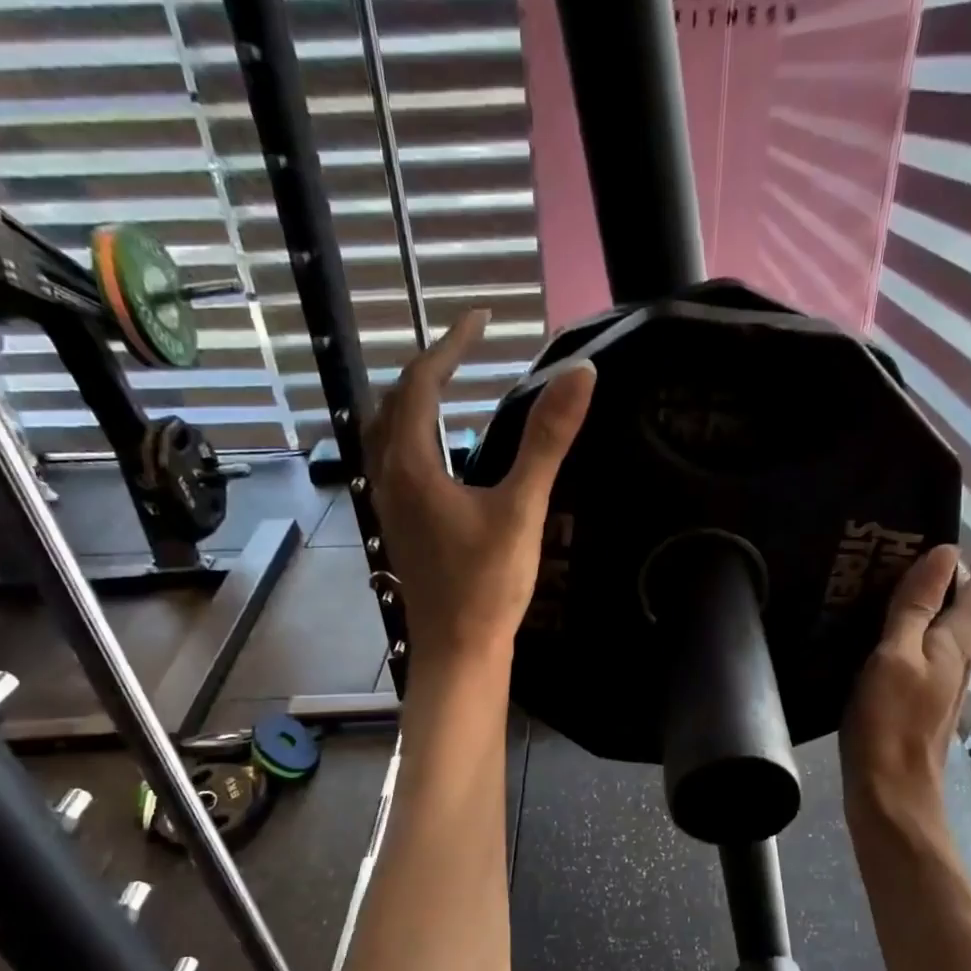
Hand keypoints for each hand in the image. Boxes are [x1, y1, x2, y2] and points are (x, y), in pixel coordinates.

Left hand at [363, 311, 595, 675]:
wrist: (459, 650)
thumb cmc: (487, 584)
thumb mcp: (521, 509)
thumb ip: (547, 441)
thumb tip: (581, 375)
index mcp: (411, 466)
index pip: (421, 383)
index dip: (450, 345)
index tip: (483, 320)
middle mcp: (389, 479)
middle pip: (395, 404)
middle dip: (428, 369)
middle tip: (466, 351)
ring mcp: (390, 506)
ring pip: (389, 436)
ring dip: (415, 403)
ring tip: (451, 388)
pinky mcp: (401, 529)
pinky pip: (397, 464)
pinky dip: (416, 438)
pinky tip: (444, 455)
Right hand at [840, 510, 970, 841]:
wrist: (891, 793)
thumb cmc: (889, 723)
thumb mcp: (895, 656)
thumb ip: (916, 606)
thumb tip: (944, 552)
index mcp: (957, 641)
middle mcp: (959, 657)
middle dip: (963, 567)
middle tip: (933, 536)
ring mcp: (943, 681)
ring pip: (950, 625)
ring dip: (940, 595)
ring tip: (908, 572)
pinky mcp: (923, 699)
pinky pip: (928, 646)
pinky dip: (919, 623)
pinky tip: (891, 625)